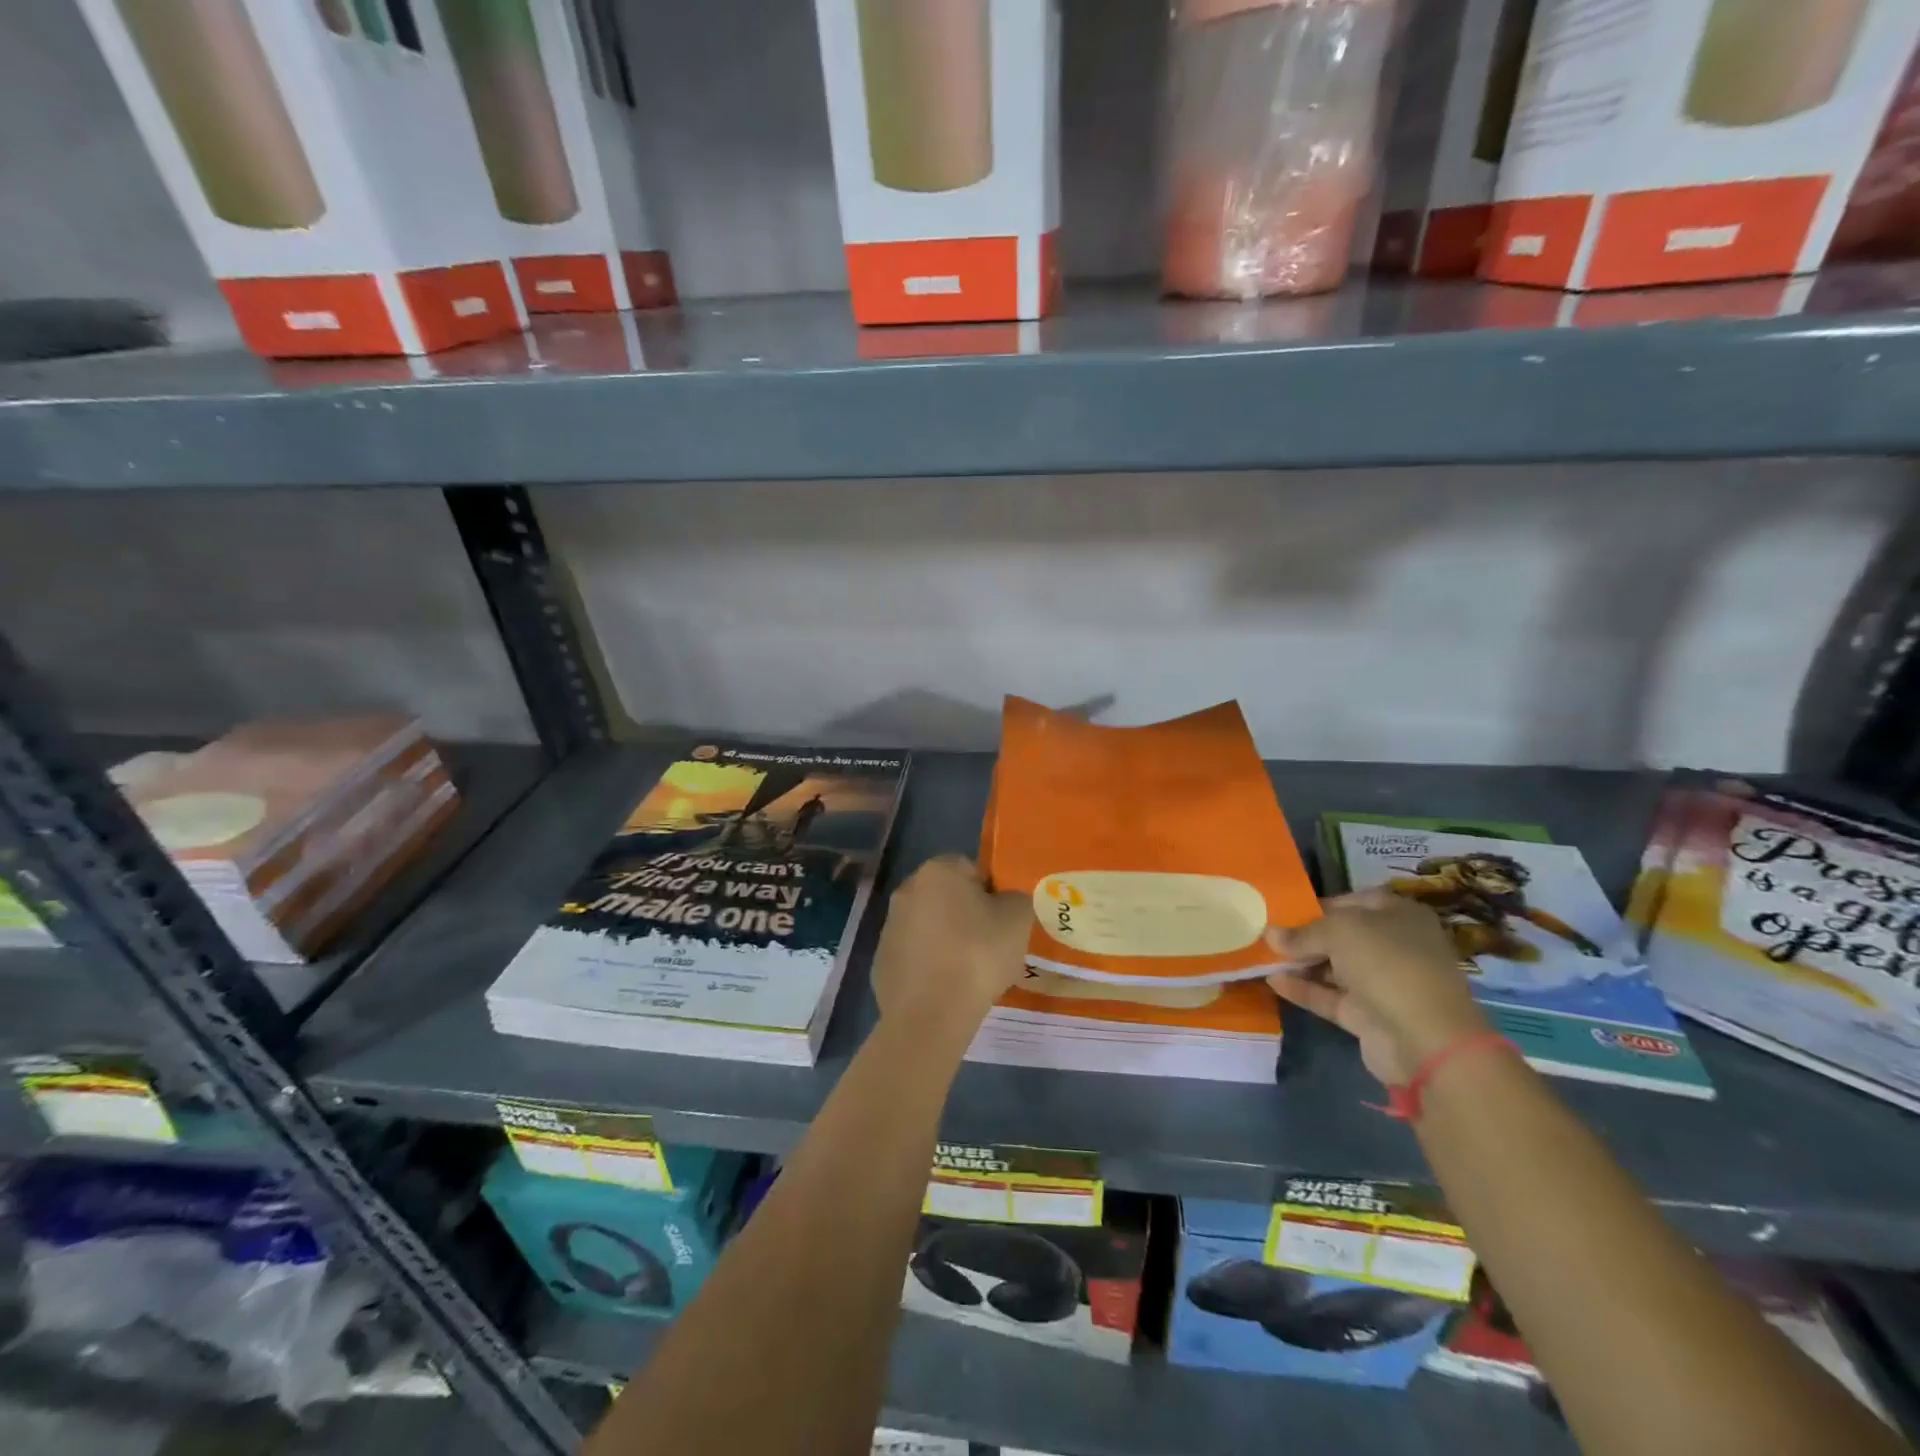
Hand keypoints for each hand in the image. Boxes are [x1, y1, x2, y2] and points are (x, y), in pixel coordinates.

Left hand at [872, 856, 1030, 1037]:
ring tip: (969, 972)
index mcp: (938, 871)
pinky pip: (915, 955)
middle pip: (947, 896)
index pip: (971, 868)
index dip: (991, 892)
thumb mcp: (1018, 918)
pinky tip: (946, 988)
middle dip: (967, 915)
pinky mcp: (881, 960)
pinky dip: (929, 965)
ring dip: (946, 939)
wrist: (930, 1015)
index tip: (1002, 921)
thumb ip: (1016, 898)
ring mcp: (890, 926)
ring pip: (929, 925)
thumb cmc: (978, 955)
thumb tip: (1005, 902)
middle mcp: (907, 890)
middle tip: (990, 945)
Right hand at [1266, 889, 1488, 1085]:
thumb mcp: (1340, 932)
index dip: (1320, 904)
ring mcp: (1382, 983)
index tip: (1285, 911)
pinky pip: (1329, 996)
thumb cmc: (1388, 964)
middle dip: (1305, 935)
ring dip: (1300, 963)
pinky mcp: (1368, 1016)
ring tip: (1261, 956)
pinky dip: (1303, 989)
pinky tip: (1272, 981)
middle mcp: (1394, 946)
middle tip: (1267, 934)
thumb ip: (1303, 932)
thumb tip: (1270, 934)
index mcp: (1399, 916)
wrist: (1425, 1039)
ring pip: (1334, 967)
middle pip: (1342, 935)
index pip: (1354, 902)